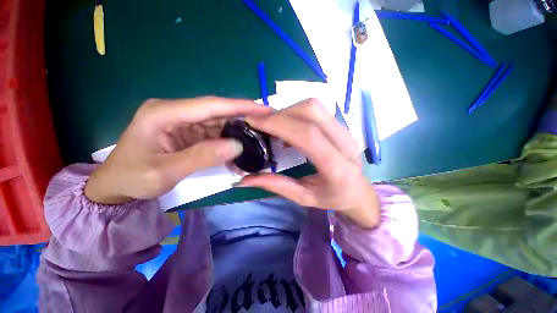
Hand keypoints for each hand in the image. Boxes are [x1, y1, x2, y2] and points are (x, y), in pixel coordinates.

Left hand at [85, 97, 271, 203]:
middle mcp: (176, 112)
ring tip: (256, 140)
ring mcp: (183, 122)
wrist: (116, 186)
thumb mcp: (166, 171)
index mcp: (164, 113)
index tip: (263, 108)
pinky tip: (238, 150)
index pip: (210, 105)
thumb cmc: (133, 178)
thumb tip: (237, 146)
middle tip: (265, 126)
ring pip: (218, 123)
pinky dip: (227, 142)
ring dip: (237, 133)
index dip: (239, 106)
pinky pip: (213, 134)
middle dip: (243, 119)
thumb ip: (202, 157)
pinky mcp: (188, 132)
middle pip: (217, 112)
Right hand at [238, 99, 379, 228]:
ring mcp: (346, 131)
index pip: (308, 135)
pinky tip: (288, 129)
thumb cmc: (333, 198)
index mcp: (337, 167)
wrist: (359, 191)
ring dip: (289, 112)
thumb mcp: (304, 198)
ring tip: (274, 127)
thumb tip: (244, 180)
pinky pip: (317, 111)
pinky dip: (297, 114)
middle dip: (281, 114)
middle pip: (312, 111)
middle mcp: (345, 143)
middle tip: (262, 125)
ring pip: (314, 107)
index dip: (279, 124)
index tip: (254, 122)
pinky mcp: (342, 126)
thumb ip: (276, 186)